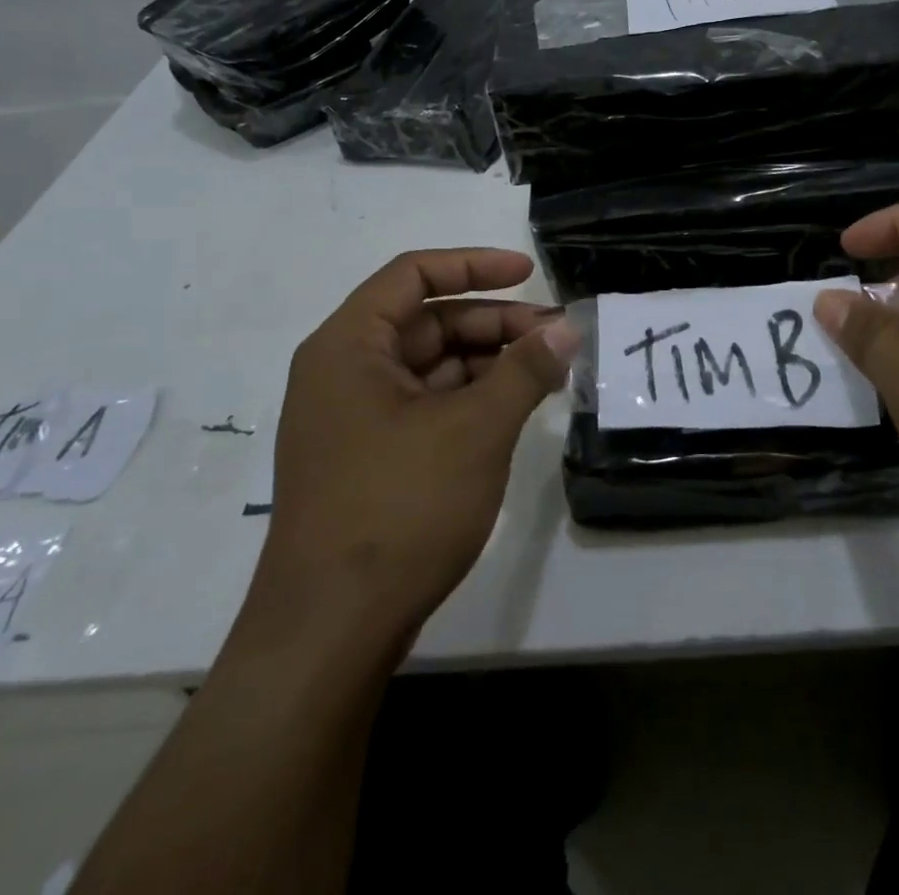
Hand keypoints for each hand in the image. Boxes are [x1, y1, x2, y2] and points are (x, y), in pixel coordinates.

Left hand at [244, 248, 578, 647]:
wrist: (330, 633)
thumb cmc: (398, 509)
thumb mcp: (475, 429)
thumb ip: (525, 370)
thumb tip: (567, 328)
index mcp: (349, 347)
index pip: (413, 275)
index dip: (474, 265)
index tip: (530, 275)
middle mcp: (343, 373)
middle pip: (427, 322)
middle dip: (494, 324)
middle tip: (555, 338)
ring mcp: (354, 420)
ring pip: (431, 367)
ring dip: (488, 363)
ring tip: (547, 375)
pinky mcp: (369, 460)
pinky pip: (426, 407)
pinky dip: (471, 400)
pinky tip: (514, 411)